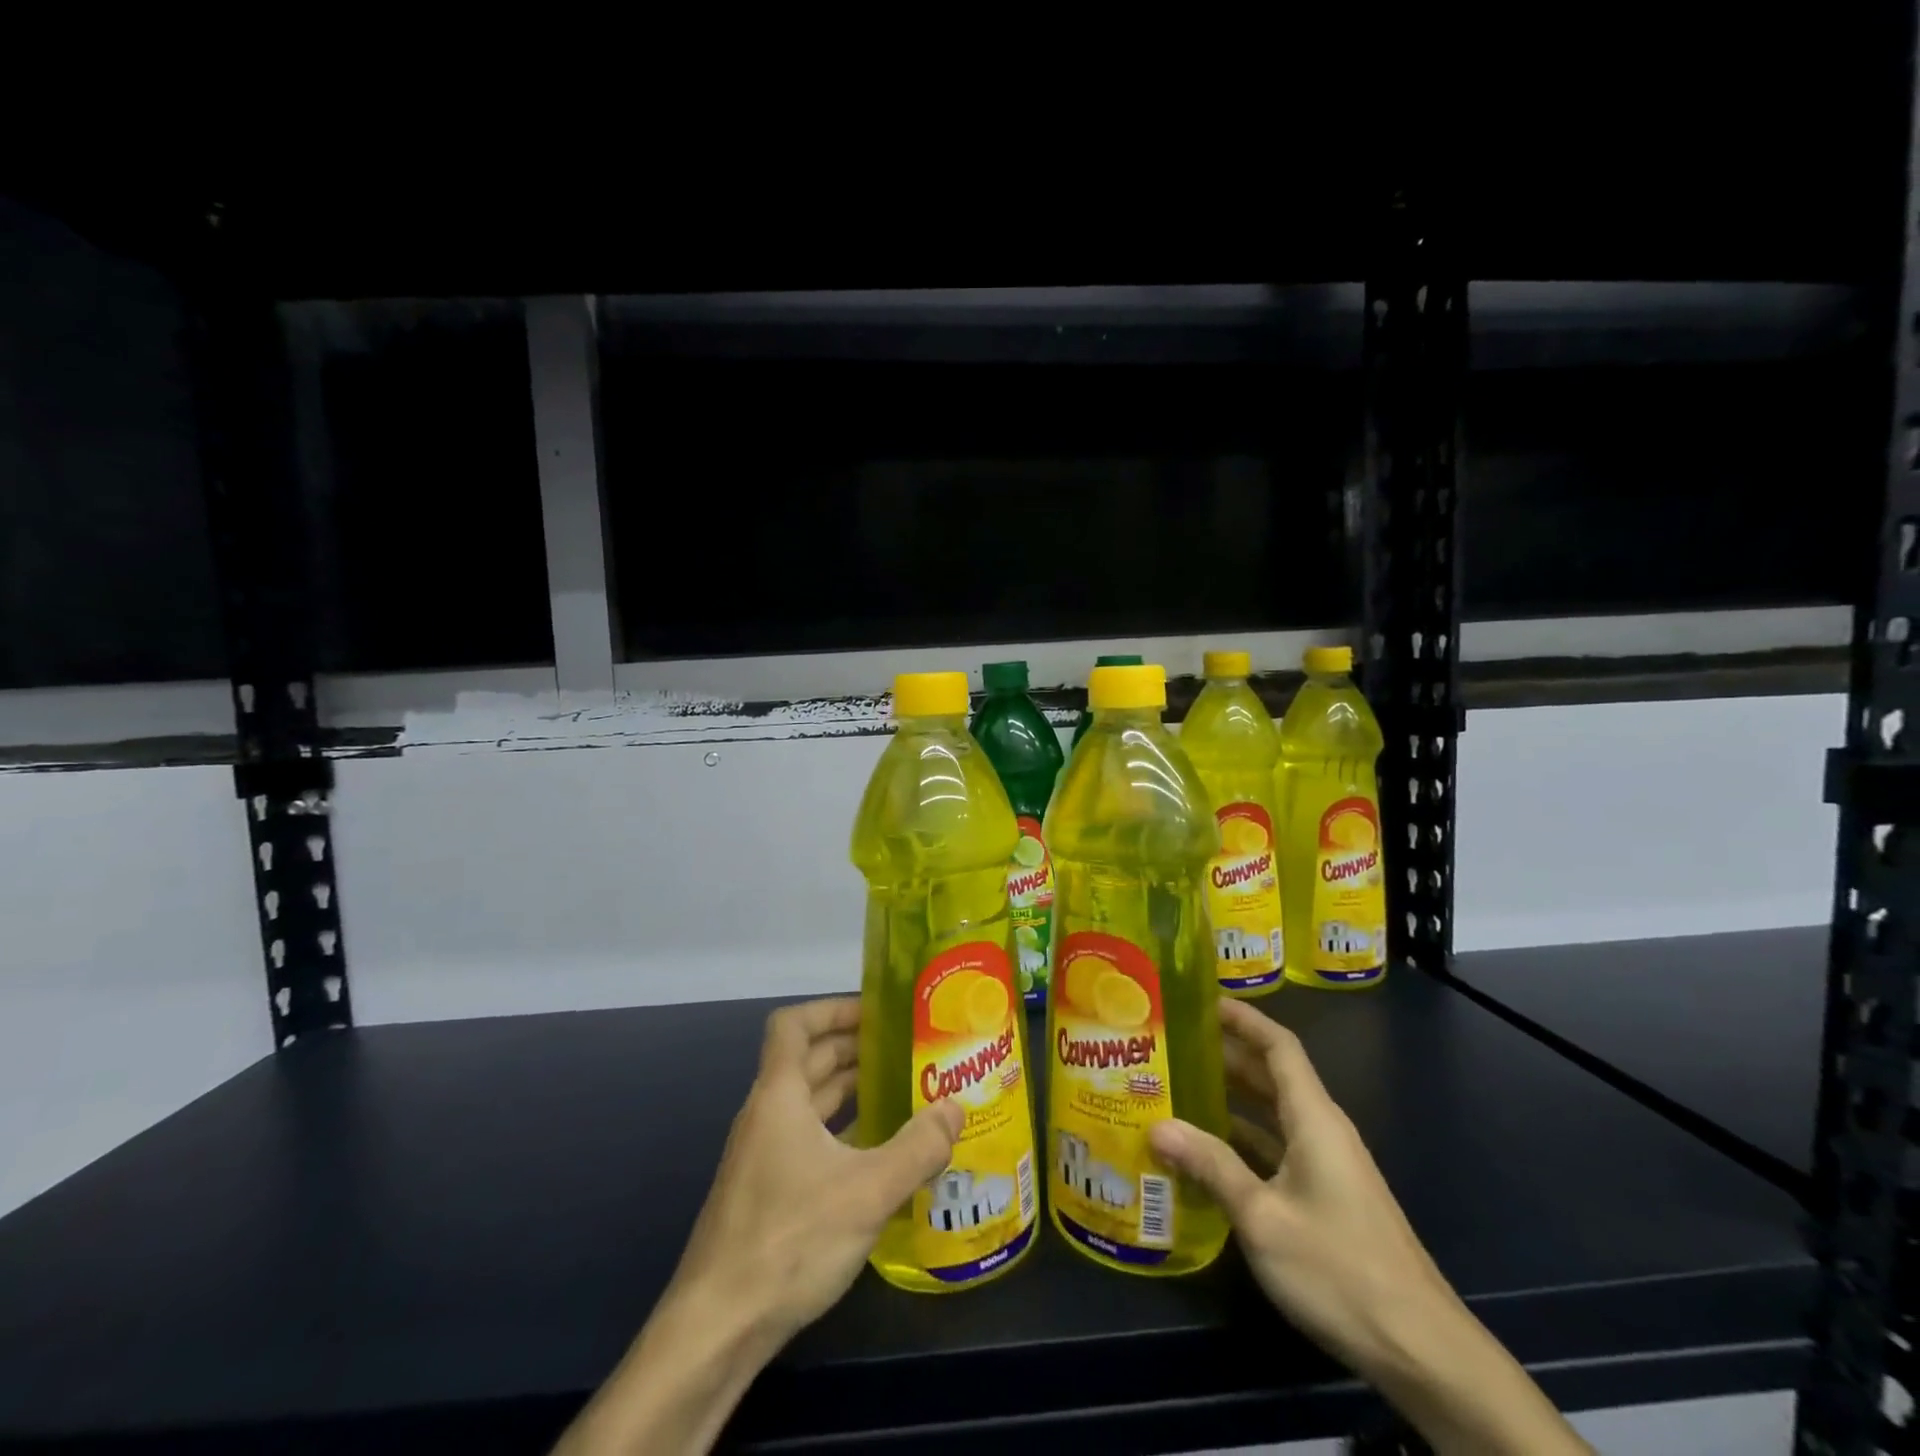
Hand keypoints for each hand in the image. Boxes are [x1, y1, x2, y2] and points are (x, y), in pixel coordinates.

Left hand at [553, 997, 962, 1455]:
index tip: (876, 1012)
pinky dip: (840, 1129)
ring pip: (808, 1101)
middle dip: (853, 1047)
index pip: (793, 1024)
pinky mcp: (766, 1191)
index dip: (832, 1009)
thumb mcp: (867, 1192)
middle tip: (904, 1049)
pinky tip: (875, 1152)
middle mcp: (766, 1114)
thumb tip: (955, 1108)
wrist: (715, 1329)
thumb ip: (917, 1147)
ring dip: (848, 1089)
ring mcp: (762, 1154)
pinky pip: (807, 1138)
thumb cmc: (788, 1240)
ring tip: (899, 1090)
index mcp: (779, 1095)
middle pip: (807, 1060)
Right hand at [1147, 1000, 1590, 1455]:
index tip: (1202, 1000)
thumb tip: (1157, 1125)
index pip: (1279, 1046)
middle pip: (1273, 1075)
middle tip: (1173, 1044)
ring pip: (1273, 1113)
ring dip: (1232, 1097)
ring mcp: (1328, 1166)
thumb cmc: (1339, 1269)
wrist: (1423, 1351)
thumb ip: (1211, 1165)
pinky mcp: (1327, 1197)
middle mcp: (1323, 1131)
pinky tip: (1208, 1151)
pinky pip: (1278, 1148)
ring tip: (1180, 1087)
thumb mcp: (1263, 1217)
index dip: (1244, 1018)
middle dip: (1226, 1054)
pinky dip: (1244, 1138)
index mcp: (1314, 1119)